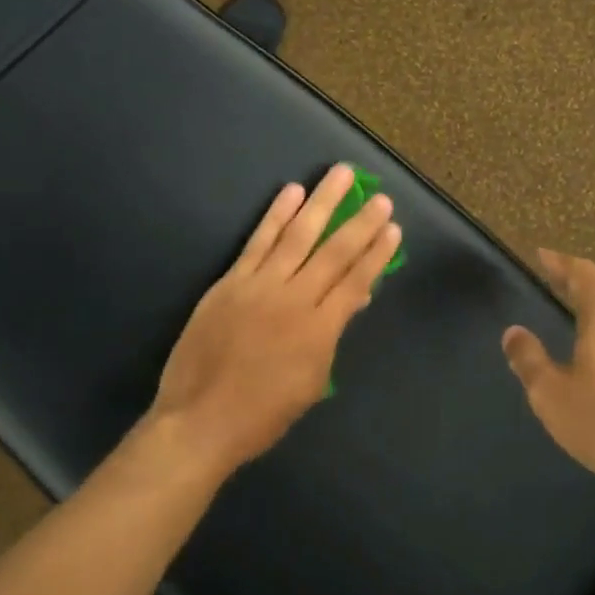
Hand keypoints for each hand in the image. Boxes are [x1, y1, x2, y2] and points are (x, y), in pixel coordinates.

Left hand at [148, 163, 402, 480]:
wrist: (200, 420)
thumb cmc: (262, 413)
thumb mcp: (311, 382)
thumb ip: (332, 336)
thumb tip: (354, 300)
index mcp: (319, 330)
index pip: (355, 281)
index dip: (376, 253)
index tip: (393, 228)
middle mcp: (294, 299)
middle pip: (334, 252)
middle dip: (360, 223)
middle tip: (380, 197)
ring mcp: (260, 286)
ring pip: (297, 235)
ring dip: (321, 202)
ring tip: (341, 174)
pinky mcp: (231, 281)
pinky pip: (258, 241)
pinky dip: (276, 215)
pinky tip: (291, 192)